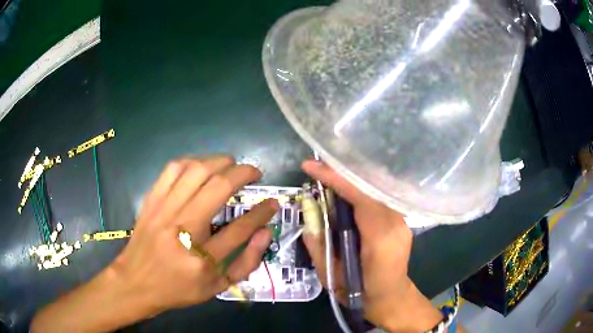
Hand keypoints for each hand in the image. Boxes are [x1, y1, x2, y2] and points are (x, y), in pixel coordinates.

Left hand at [32, 156, 278, 332]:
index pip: (240, 228)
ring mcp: (163, 211)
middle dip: (243, 173)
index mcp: (202, 259)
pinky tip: (201, 166)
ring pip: (195, 170)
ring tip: (231, 164)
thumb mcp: (217, 288)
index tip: (273, 202)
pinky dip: (192, 161)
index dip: (262, 212)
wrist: (136, 282)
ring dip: (219, 161)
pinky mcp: (151, 201)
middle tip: (254, 172)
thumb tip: (266, 232)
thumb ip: (246, 263)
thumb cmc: (179, 289)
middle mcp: (182, 229)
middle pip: (218, 187)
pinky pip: (172, 169)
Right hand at [301, 160, 441, 331]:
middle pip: (368, 187)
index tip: (311, 166)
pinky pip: (378, 199)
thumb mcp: (331, 276)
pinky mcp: (401, 220)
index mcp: (379, 238)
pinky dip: (360, 192)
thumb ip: (317, 245)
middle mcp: (396, 222)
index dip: (334, 178)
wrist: (391, 299)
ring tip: (326, 179)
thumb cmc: (361, 293)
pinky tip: (345, 193)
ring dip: (350, 183)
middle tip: (316, 170)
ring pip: (374, 190)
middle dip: (340, 175)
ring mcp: (402, 220)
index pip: (359, 196)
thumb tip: (307, 216)